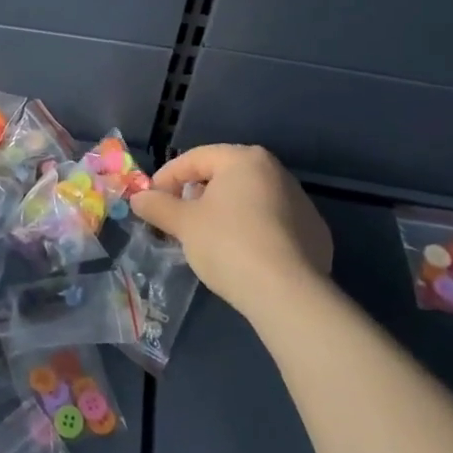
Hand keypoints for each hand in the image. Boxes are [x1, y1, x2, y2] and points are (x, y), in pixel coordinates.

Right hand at [129, 144, 332, 320]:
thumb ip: (157, 206)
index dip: (167, 178)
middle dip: (196, 196)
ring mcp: (301, 203)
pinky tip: (241, 256)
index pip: (195, 159)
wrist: (287, 294)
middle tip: (177, 220)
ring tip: (206, 240)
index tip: (151, 201)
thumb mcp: (183, 224)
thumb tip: (138, 198)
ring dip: (224, 213)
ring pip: (249, 200)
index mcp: (245, 159)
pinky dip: (251, 232)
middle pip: (224, 177)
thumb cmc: (228, 244)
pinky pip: (272, 224)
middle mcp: (277, 172)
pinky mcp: (315, 234)